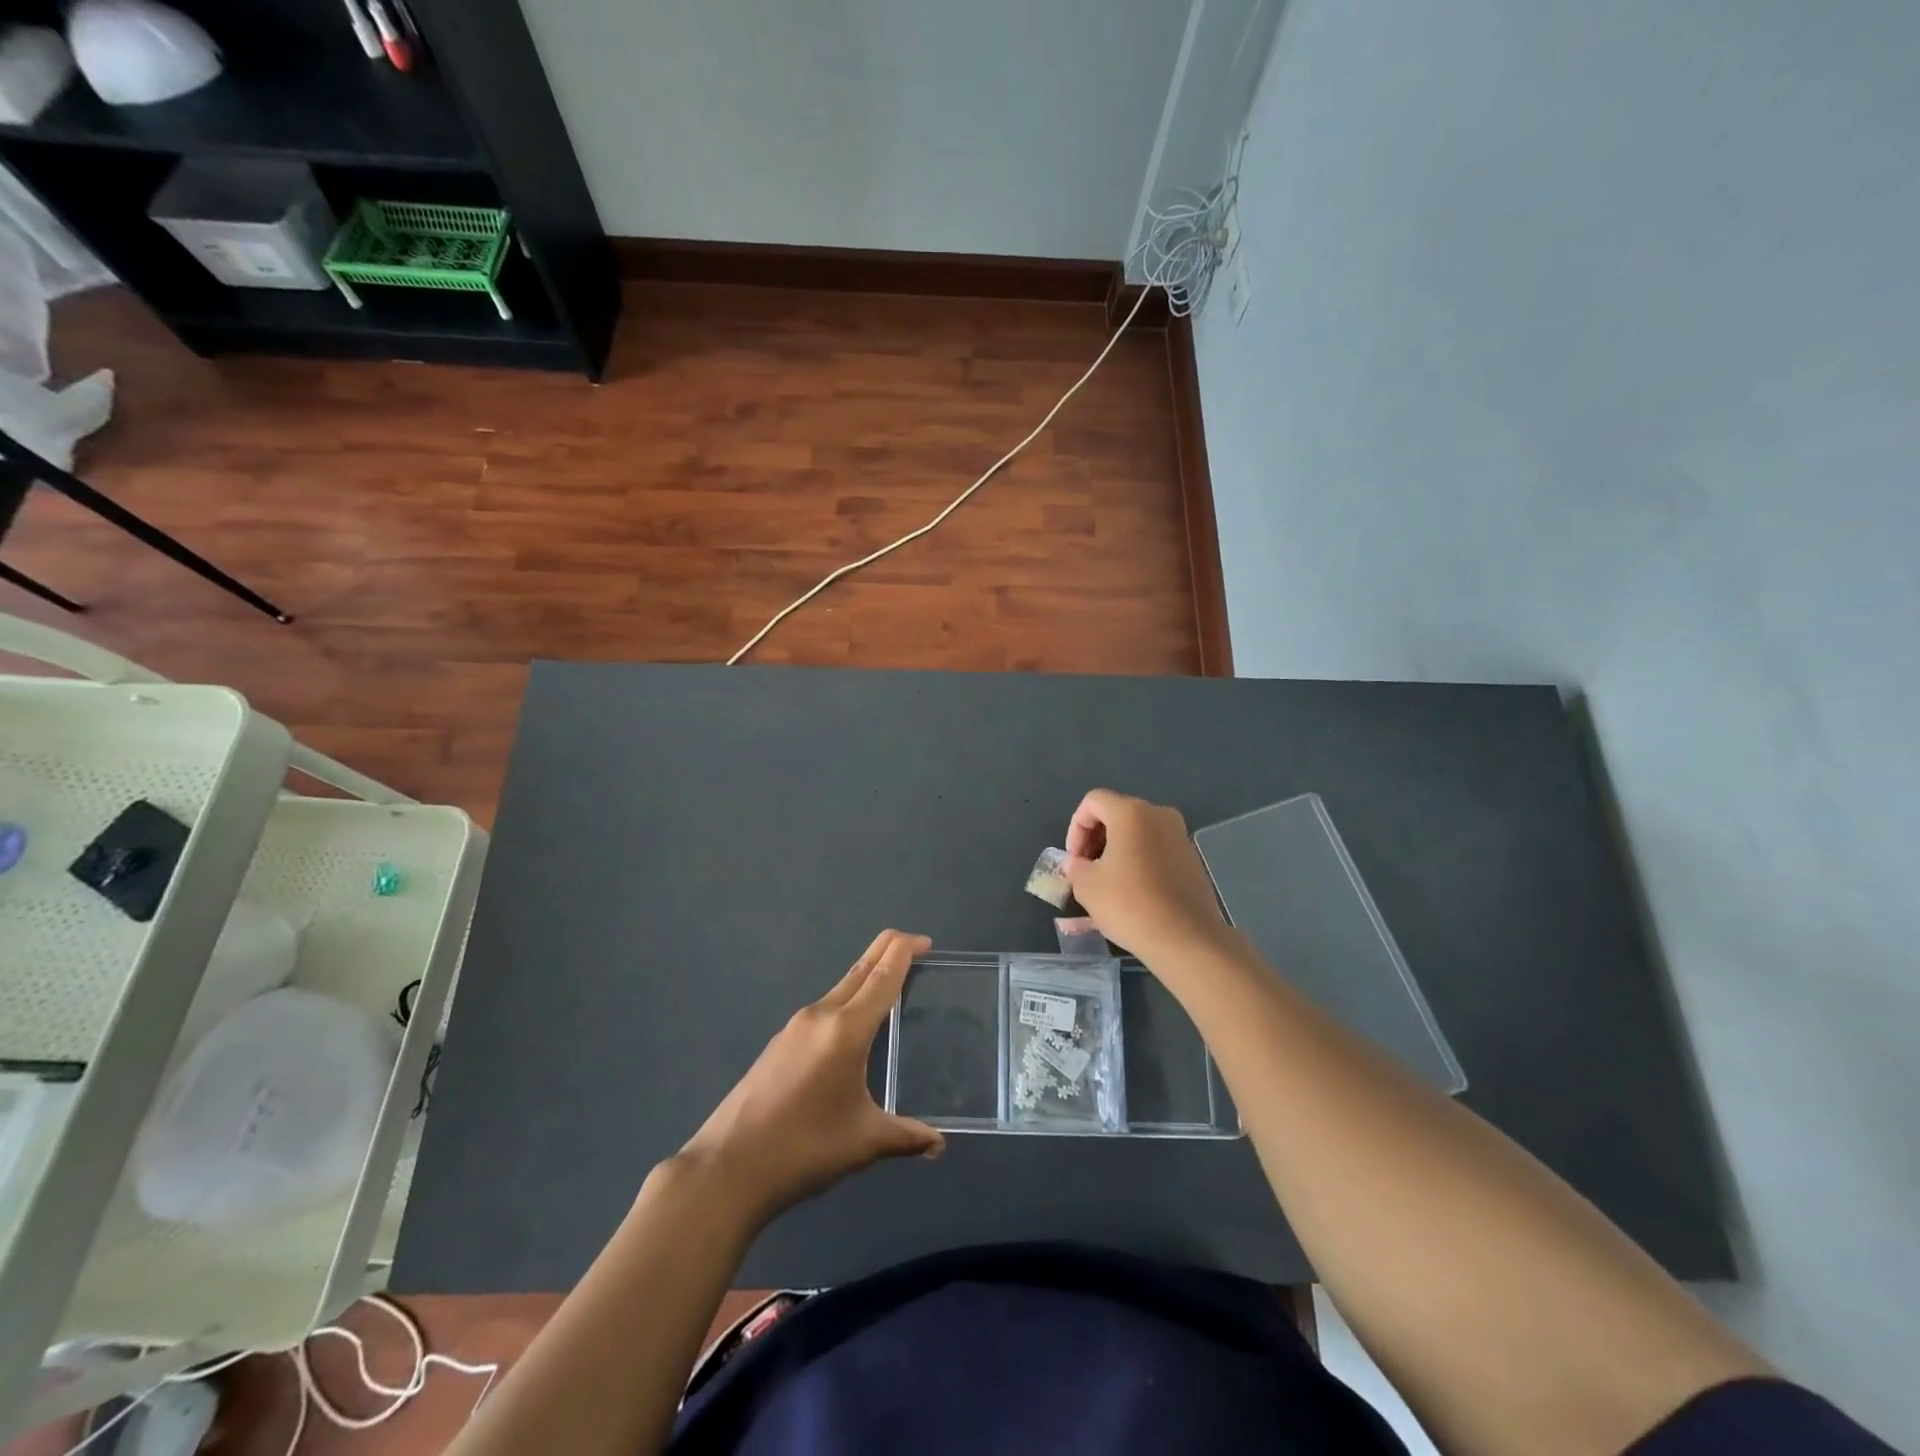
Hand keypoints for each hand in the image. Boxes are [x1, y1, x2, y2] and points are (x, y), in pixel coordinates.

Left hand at [678, 929, 943, 1225]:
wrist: (727, 1167)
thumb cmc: (804, 1148)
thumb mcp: (864, 1142)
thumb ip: (906, 1136)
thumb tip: (938, 1145)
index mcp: (846, 1029)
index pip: (883, 975)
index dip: (905, 951)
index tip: (926, 941)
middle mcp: (820, 1016)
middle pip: (860, 969)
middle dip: (888, 951)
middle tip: (916, 948)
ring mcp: (795, 1027)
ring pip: (840, 988)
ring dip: (866, 979)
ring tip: (891, 992)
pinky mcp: (779, 1044)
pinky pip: (823, 1010)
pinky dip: (847, 1004)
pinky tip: (851, 1032)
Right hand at [1064, 789, 1227, 962]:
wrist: (1185, 939)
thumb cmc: (1129, 904)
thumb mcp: (1086, 885)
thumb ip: (1075, 866)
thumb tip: (1078, 863)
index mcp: (1131, 813)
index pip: (1093, 801)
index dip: (1075, 827)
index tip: (1074, 860)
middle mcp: (1159, 815)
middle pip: (1116, 814)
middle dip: (1095, 839)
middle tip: (1085, 870)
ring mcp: (1179, 836)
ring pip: (1137, 832)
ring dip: (1116, 851)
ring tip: (1106, 883)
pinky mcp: (1191, 859)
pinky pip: (1155, 849)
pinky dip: (1138, 861)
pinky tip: (1131, 892)